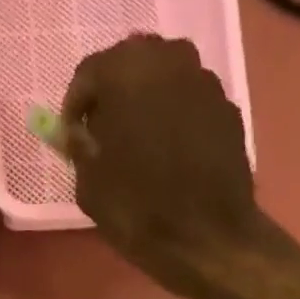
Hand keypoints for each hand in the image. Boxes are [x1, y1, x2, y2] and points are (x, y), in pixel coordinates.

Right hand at [59, 35, 299, 298]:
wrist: (207, 238)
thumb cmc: (138, 210)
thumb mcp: (90, 184)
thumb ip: (80, 147)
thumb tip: (78, 132)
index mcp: (127, 72)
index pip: (89, 72)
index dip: (75, 105)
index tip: (71, 136)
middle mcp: (169, 60)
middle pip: (130, 63)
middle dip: (112, 94)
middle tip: (102, 132)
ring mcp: (205, 80)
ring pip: (164, 76)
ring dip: (145, 100)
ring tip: (135, 141)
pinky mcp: (227, 106)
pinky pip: (189, 100)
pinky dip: (173, 116)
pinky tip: (168, 152)